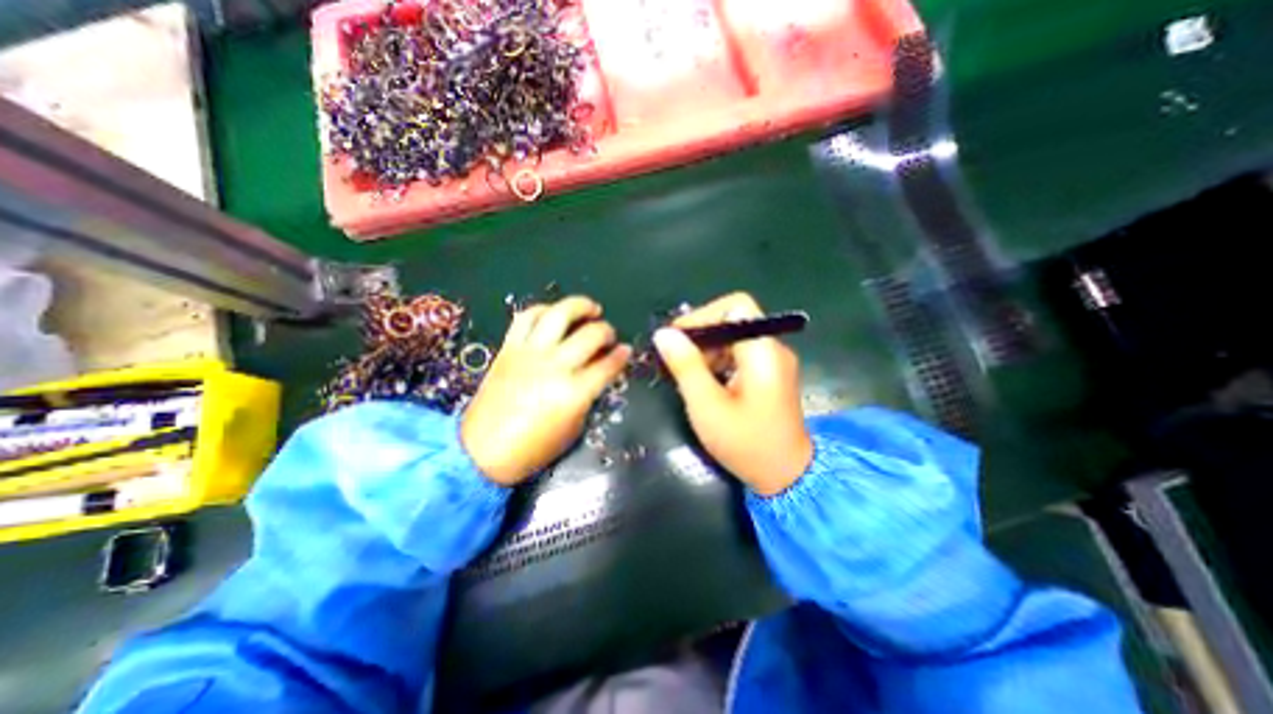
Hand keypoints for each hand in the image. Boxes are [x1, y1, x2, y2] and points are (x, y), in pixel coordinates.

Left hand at [464, 292, 631, 483]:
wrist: (480, 451)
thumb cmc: (532, 449)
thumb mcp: (573, 428)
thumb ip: (588, 397)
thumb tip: (597, 375)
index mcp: (574, 392)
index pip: (608, 365)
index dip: (622, 356)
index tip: (626, 350)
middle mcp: (555, 366)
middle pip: (590, 335)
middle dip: (607, 331)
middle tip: (609, 335)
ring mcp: (530, 353)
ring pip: (559, 314)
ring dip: (580, 306)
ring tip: (590, 308)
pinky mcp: (509, 348)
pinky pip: (527, 317)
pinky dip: (544, 310)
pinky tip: (554, 314)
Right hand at [650, 290, 807, 495]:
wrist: (787, 478)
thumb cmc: (746, 444)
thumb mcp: (707, 406)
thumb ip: (685, 366)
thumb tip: (663, 334)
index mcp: (763, 351)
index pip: (736, 306)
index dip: (704, 316)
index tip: (677, 338)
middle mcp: (773, 349)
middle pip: (733, 321)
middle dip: (701, 336)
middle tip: (675, 360)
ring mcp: (774, 362)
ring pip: (734, 338)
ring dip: (707, 350)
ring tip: (687, 375)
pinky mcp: (770, 375)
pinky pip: (740, 354)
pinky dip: (718, 362)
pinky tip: (704, 383)